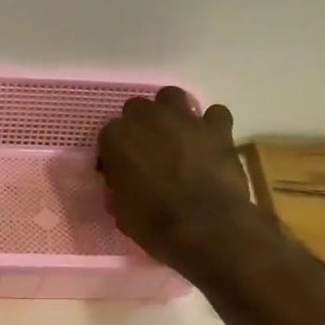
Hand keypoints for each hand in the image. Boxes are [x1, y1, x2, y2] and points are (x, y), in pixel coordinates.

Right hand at [97, 88, 250, 267]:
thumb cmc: (154, 224)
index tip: (121, 172)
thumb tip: (122, 186)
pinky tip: (210, 143)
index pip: (108, 136)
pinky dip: (211, 126)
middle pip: (137, 109)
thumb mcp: (121, 212)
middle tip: (148, 153)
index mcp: (117, 139)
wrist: (204, 227)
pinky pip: (214, 114)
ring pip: (172, 97)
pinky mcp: (217, 127)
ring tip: (176, 138)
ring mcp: (185, 119)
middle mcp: (148, 118)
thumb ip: (118, 189)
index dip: (115, 154)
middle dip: (140, 127)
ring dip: (171, 113)